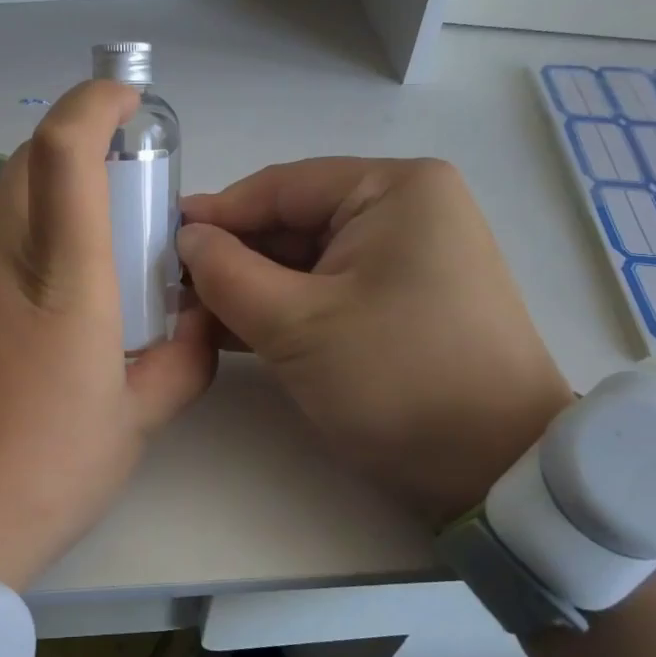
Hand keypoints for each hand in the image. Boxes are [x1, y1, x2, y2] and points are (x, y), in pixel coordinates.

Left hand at [0, 81, 215, 588]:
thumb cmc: (41, 475)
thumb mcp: (133, 424)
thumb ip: (181, 361)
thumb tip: (199, 322)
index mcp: (59, 279)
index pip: (64, 150)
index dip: (93, 103)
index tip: (126, 101)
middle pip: (31, 165)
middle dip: (80, 153)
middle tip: (120, 200)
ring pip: (2, 210)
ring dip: (46, 212)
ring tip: (77, 280)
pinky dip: (11, 258)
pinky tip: (23, 326)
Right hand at [179, 158, 572, 530]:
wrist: (495, 469)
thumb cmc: (395, 378)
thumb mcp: (295, 324)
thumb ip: (226, 273)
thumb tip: (186, 240)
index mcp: (394, 189)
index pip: (281, 187)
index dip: (216, 215)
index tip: (160, 243)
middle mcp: (407, 209)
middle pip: (293, 222)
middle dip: (233, 258)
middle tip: (172, 290)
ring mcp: (410, 255)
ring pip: (307, 260)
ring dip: (251, 287)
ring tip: (194, 316)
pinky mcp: (405, 298)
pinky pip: (329, 288)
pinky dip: (284, 307)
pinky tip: (234, 330)